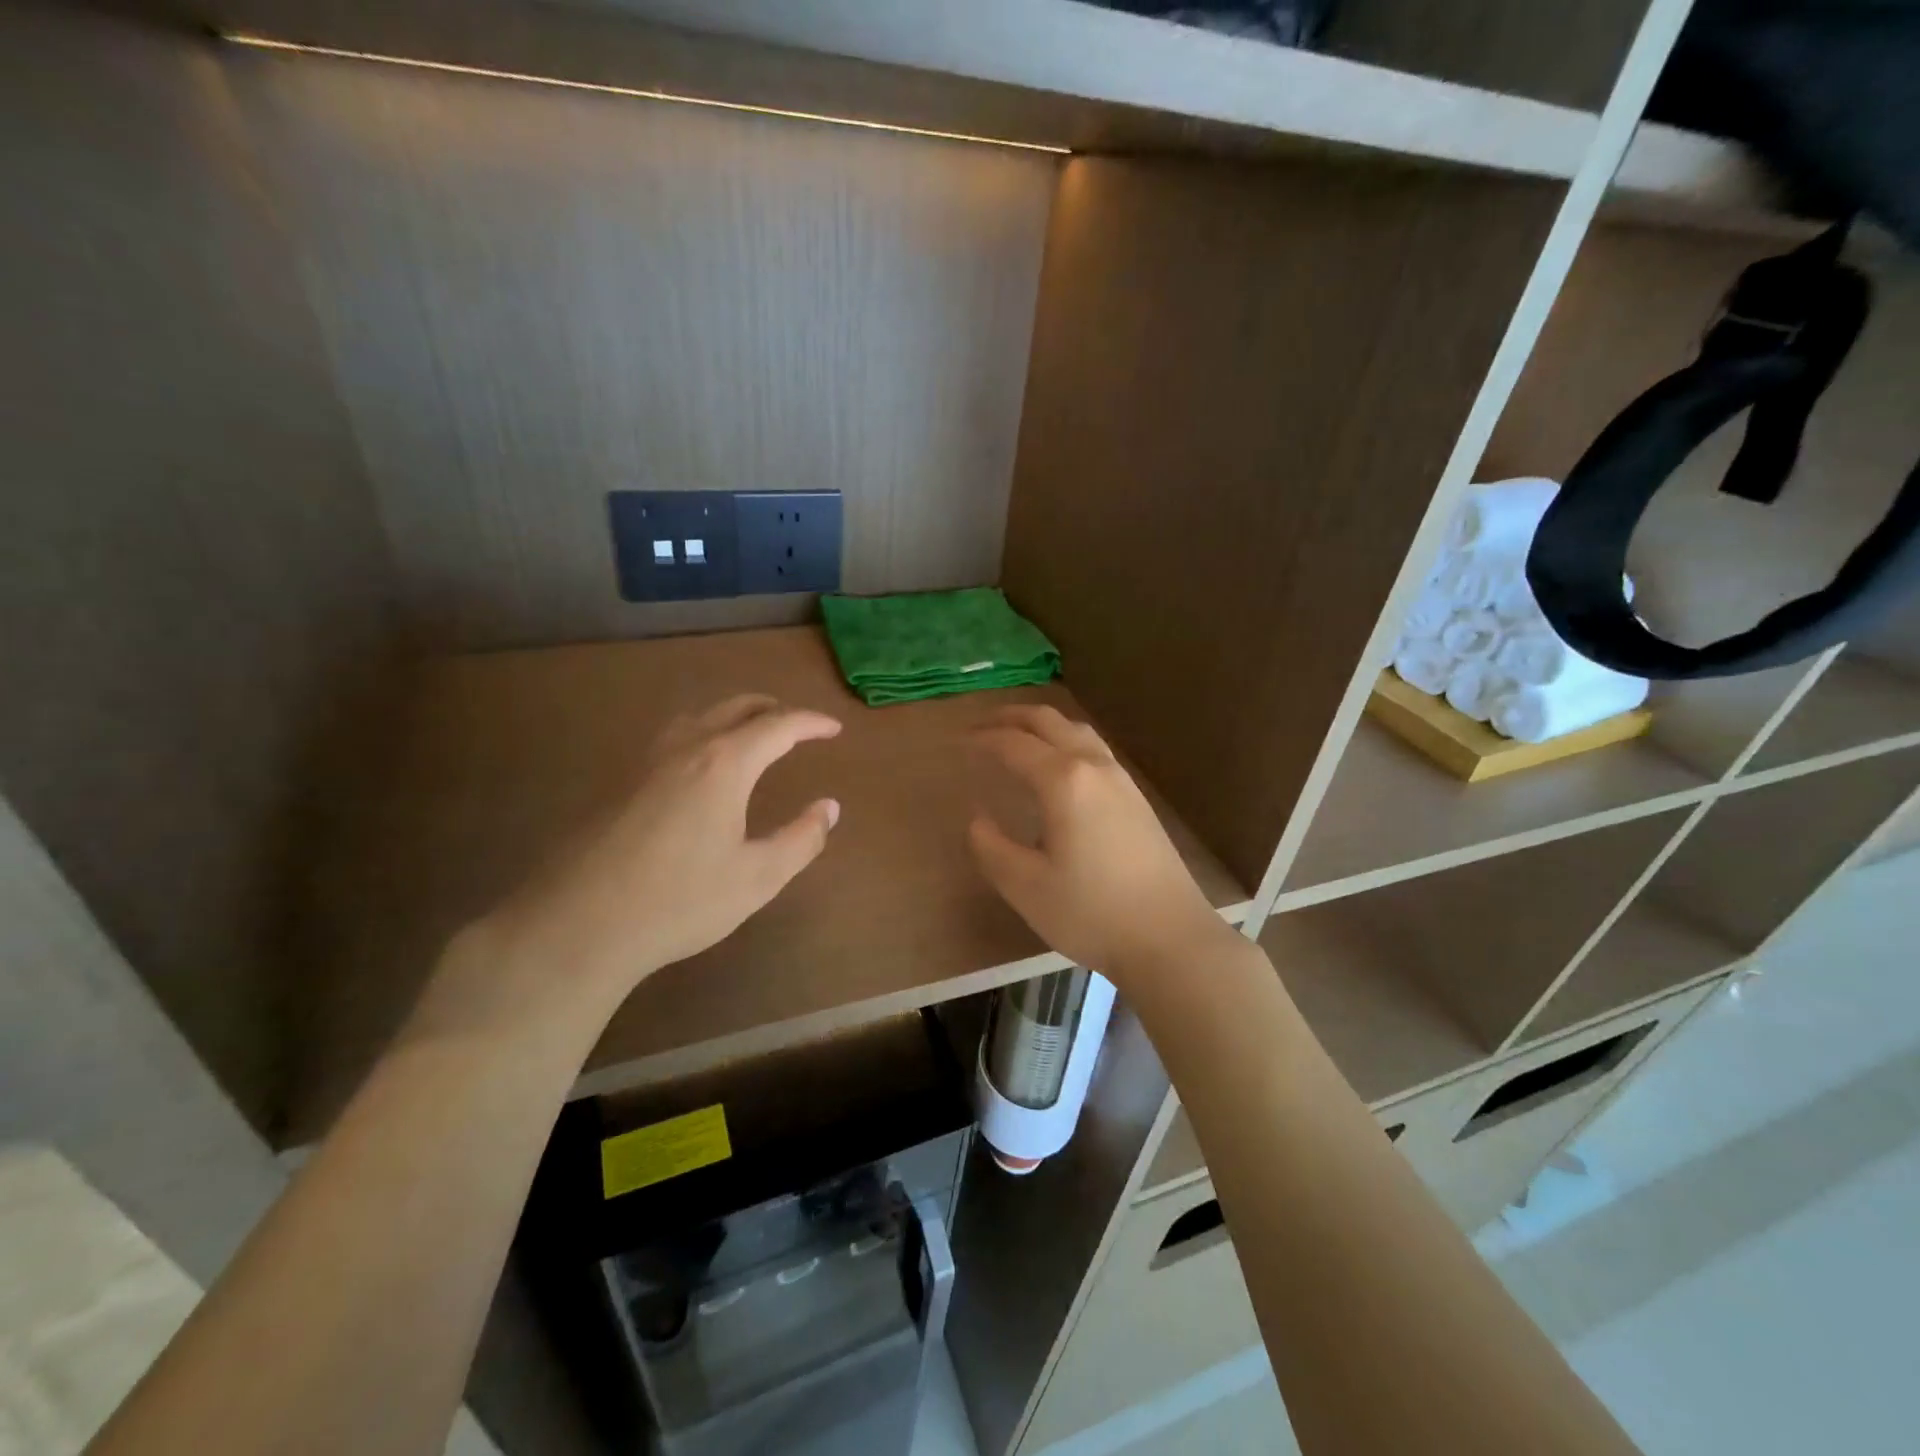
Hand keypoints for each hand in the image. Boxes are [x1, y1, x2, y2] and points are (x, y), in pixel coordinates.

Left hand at [433, 695, 841, 1029]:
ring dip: (735, 716)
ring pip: (699, 716)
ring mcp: (646, 761)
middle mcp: (686, 747)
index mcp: (724, 764)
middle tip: (798, 725)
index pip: (778, 725)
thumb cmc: (680, 900)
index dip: (811, 722)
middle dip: (774, 709)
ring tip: (753, 736)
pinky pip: (674, 737)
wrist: (580, 924)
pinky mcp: (620, 781)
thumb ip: (801, 838)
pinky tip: (700, 767)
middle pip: (736, 707)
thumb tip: (829, 807)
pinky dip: (704, 733)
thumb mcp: (758, 877)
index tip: (834, 728)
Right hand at [968, 705, 1228, 982]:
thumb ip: (991, 847)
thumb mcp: (1026, 887)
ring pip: (1077, 730)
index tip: (959, 741)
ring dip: (1043, 724)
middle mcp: (1093, 766)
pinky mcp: (1137, 797)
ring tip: (1019, 735)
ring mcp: (1121, 779)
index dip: (983, 739)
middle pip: (1049, 722)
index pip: (1014, 744)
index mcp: (1063, 781)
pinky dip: (1066, 740)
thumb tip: (978, 819)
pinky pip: (1095, 748)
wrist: (1169, 937)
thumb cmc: (1091, 912)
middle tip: (982, 725)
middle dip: (1011, 717)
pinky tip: (1061, 765)